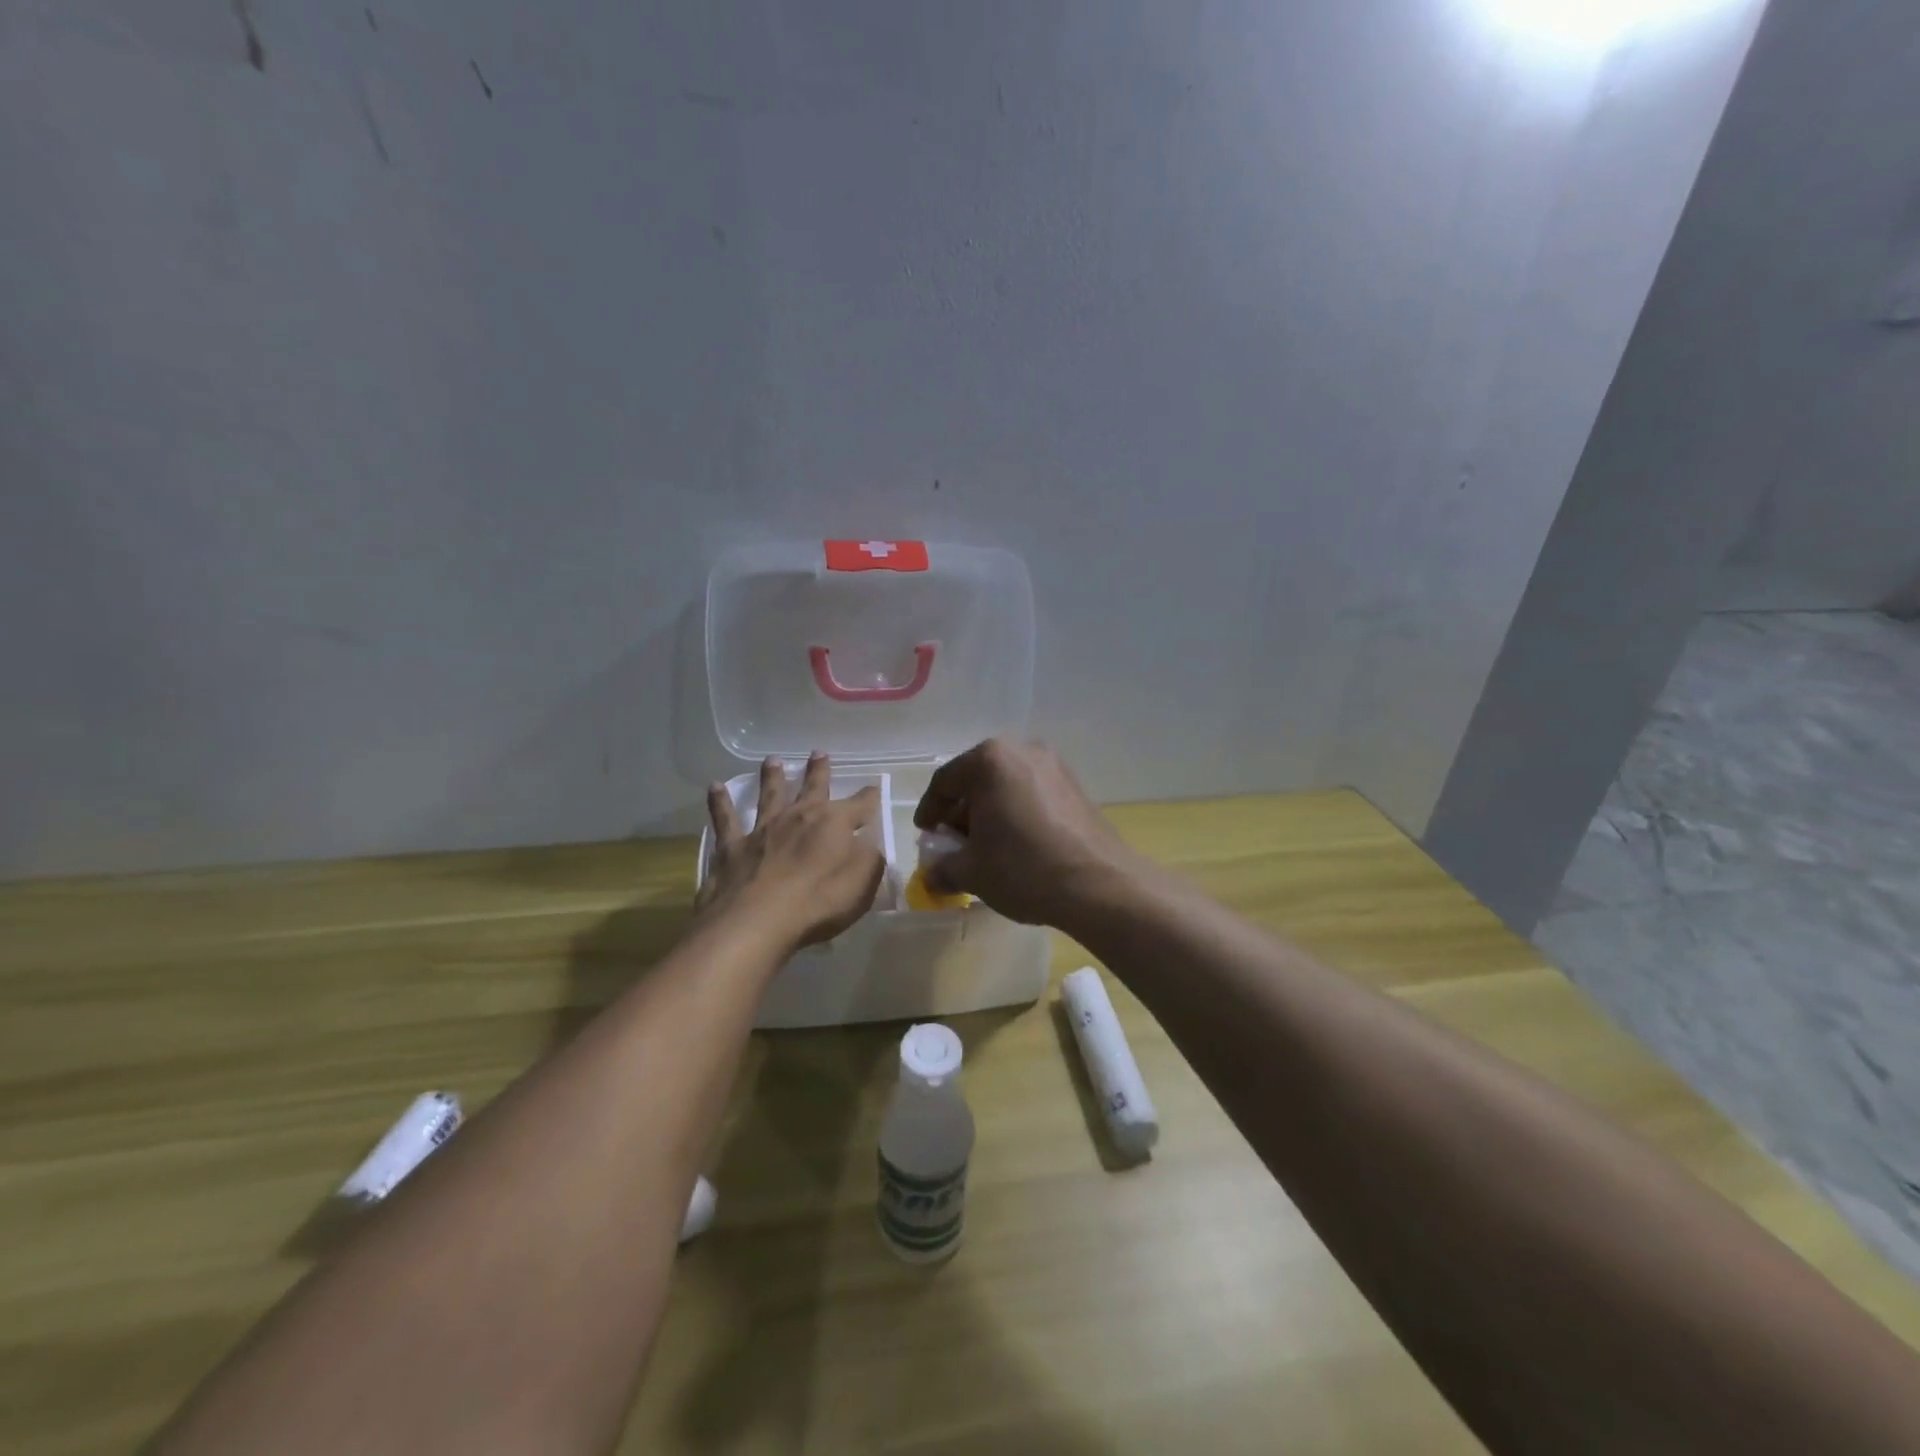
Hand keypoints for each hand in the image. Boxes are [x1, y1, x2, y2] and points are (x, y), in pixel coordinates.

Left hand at [699, 753, 884, 952]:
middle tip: (819, 753)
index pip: (860, 805)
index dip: (869, 797)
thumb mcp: (862, 885)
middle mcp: (799, 817)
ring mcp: (763, 829)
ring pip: (769, 795)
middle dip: (819, 771)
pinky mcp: (733, 847)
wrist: (757, 921)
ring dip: (772, 777)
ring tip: (772, 760)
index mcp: (834, 823)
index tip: (874, 788)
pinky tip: (714, 787)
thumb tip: (871, 844)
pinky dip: (719, 802)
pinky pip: (725, 819)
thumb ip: (870, 860)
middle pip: (813, 788)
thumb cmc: (818, 903)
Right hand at [912, 739, 1140, 926]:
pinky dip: (1016, 813)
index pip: (946, 781)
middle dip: (961, 812)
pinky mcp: (1076, 786)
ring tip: (985, 848)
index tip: (925, 835)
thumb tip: (931, 875)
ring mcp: (1055, 766)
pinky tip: (1016, 845)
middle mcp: (1023, 751)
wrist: (1099, 884)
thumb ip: (942, 867)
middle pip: (978, 779)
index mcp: (991, 759)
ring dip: (990, 813)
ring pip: (1007, 786)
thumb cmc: (1023, 868)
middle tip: (953, 844)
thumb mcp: (971, 872)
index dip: (930, 810)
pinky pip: (1032, 794)